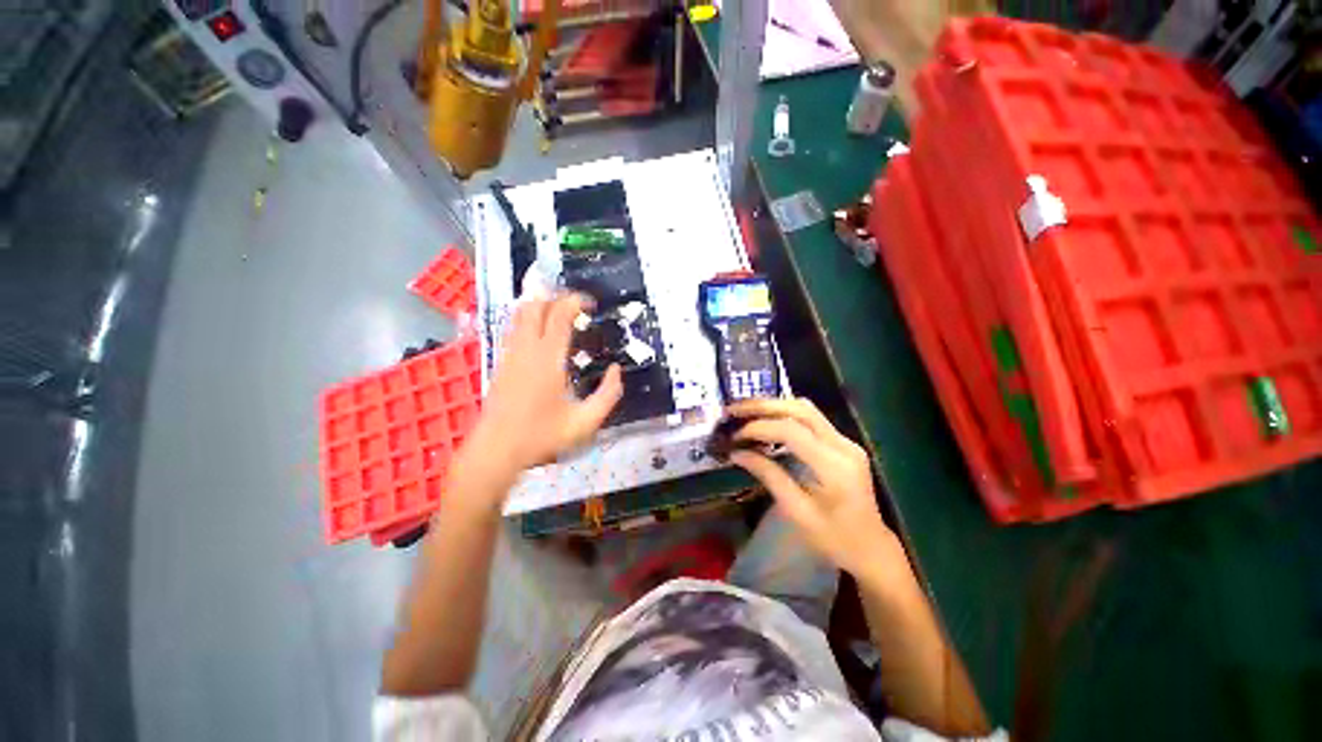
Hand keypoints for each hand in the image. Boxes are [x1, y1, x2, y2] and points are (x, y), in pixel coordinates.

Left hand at [458, 293, 622, 494]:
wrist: (496, 450)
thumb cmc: (542, 436)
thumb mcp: (585, 422)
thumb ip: (607, 395)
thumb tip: (616, 370)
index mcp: (548, 359)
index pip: (559, 316)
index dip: (574, 302)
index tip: (590, 304)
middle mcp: (526, 349)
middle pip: (535, 306)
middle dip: (556, 297)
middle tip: (576, 305)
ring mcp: (510, 354)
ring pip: (520, 314)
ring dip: (540, 305)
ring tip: (560, 310)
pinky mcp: (501, 362)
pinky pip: (513, 328)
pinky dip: (528, 319)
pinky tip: (540, 330)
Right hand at [727, 398, 896, 576]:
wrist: (872, 548)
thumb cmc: (835, 540)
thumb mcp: (798, 513)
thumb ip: (769, 477)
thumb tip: (737, 453)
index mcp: (835, 467)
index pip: (792, 432)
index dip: (759, 428)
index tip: (734, 436)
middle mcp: (844, 446)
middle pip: (800, 409)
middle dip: (763, 406)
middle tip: (733, 411)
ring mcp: (846, 441)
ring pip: (805, 408)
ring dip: (773, 406)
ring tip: (744, 412)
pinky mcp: (842, 442)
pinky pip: (810, 418)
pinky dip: (783, 415)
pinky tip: (765, 420)